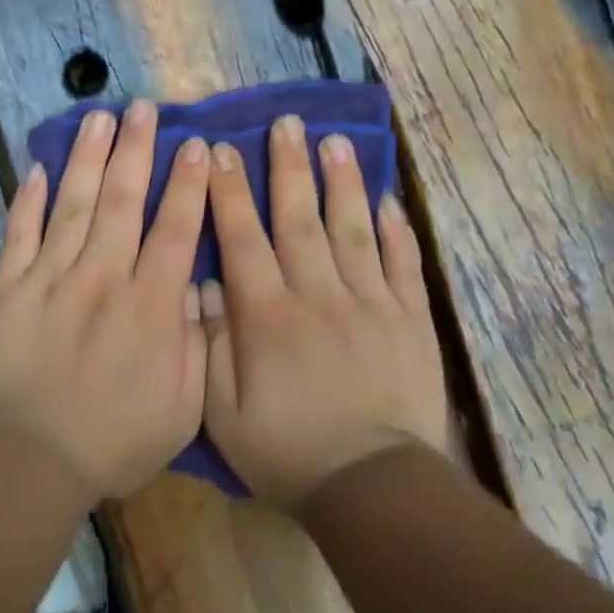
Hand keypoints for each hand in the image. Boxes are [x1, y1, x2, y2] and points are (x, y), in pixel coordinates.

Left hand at [0, 100, 210, 501]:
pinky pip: (19, 232)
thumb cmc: (112, 441)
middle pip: (124, 200)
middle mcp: (102, 277)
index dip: (189, 185)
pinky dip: (27, 198)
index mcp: (148, 306)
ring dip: (89, 158)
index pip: (175, 230)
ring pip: (74, 204)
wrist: (28, 460)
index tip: (198, 146)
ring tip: (100, 118)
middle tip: (144, 108)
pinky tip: (38, 167)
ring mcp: (50, 277)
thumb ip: (193, 343)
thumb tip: (195, 288)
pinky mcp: (8, 287)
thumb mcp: (179, 408)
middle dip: (137, 150)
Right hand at [200, 114, 450, 507]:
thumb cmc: (287, 452)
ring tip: (333, 141)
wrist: (372, 489)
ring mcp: (369, 303)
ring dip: (339, 182)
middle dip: (287, 167)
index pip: (243, 238)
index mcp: (267, 315)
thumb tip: (205, 285)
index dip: (228, 192)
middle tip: (285, 124)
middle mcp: (317, 295)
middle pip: (298, 218)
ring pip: (351, 228)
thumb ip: (210, 345)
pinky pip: (401, 264)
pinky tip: (387, 200)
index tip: (219, 151)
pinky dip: (394, 230)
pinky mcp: (408, 319)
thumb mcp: (223, 413)